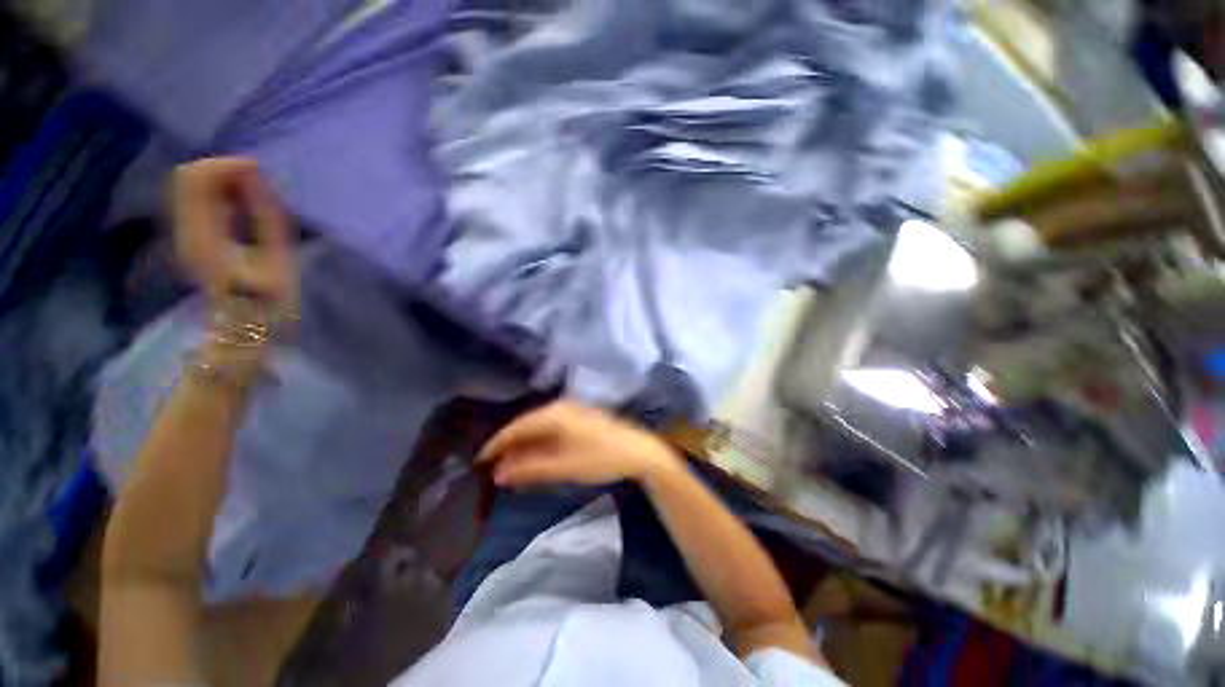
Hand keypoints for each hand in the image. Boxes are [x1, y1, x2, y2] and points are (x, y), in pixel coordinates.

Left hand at [171, 157, 297, 318]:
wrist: (243, 323)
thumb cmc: (270, 297)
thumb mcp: (278, 257)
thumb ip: (265, 214)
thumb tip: (255, 174)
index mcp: (203, 234)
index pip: (197, 178)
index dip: (226, 165)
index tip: (260, 173)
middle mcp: (185, 227)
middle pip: (190, 176)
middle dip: (224, 170)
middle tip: (260, 183)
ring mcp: (184, 230)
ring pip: (193, 183)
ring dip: (224, 180)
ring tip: (256, 194)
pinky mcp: (191, 232)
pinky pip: (199, 197)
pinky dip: (221, 192)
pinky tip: (244, 204)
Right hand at [477, 402, 682, 487]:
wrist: (638, 451)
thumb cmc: (601, 458)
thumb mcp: (563, 466)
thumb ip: (530, 469)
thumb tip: (499, 473)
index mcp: (554, 414)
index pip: (517, 427)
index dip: (497, 444)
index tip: (480, 461)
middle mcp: (561, 407)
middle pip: (527, 424)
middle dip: (510, 445)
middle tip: (494, 467)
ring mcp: (572, 411)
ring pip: (540, 426)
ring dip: (526, 444)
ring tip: (512, 464)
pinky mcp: (580, 418)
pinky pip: (552, 428)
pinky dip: (541, 442)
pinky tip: (537, 456)